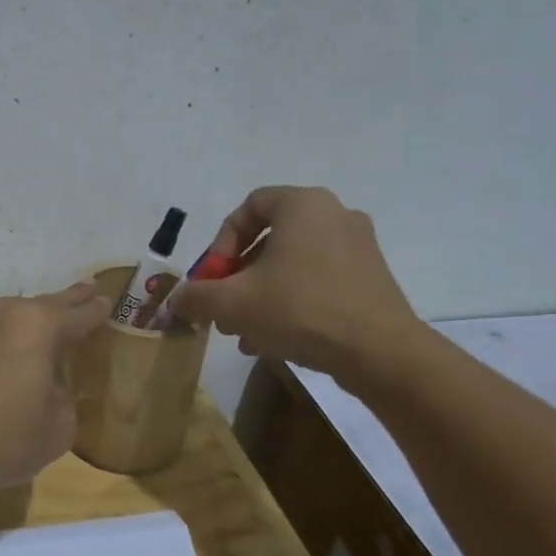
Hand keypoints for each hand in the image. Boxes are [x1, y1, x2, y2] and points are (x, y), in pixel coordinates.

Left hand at [0, 283, 111, 496]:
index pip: (77, 315)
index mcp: (37, 326)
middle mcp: (1, 313)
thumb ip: (64, 399)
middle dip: (67, 300)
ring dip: (27, 321)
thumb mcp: (57, 428)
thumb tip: (50, 390)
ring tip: (41, 329)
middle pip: (43, 304)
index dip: (95, 311)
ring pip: (7, 316)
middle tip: (86, 291)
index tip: (106, 303)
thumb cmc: (1, 440)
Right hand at [170, 186, 427, 391]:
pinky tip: (274, 340)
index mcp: (303, 205)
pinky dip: (291, 302)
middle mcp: (334, 215)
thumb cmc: (300, 309)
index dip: (222, 242)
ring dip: (260, 294)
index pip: (249, 206)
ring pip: (292, 265)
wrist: (379, 351)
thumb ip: (196, 297)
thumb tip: (176, 299)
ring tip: (244, 331)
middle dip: (238, 276)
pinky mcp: (371, 278)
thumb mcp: (232, 304)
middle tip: (223, 308)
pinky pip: (318, 281)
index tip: (214, 277)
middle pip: (270, 239)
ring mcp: (358, 247)